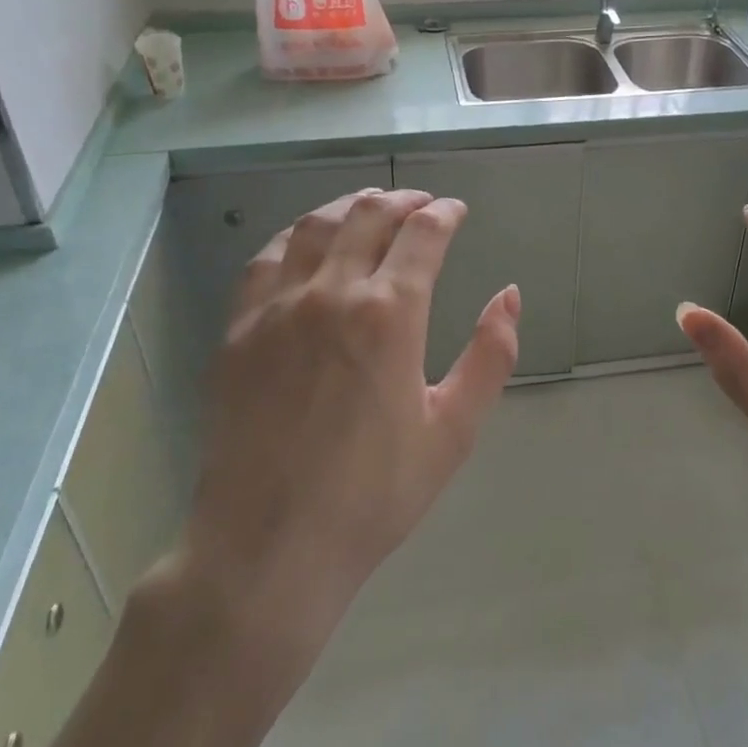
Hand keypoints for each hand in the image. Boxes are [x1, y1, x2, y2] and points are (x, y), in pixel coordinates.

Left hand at [171, 189, 519, 671]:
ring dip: (349, 206)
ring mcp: (276, 307)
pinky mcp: (238, 329)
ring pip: (314, 226)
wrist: (267, 547)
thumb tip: (509, 294)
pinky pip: (266, 259)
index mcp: (388, 314)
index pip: (422, 234)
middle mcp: (329, 293)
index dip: (445, 213)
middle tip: (420, 202)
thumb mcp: (453, 431)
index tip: (457, 210)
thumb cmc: (373, 495)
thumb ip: (490, 356)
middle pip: (368, 216)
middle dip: (401, 199)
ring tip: (370, 206)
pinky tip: (305, 241)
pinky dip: (295, 235)